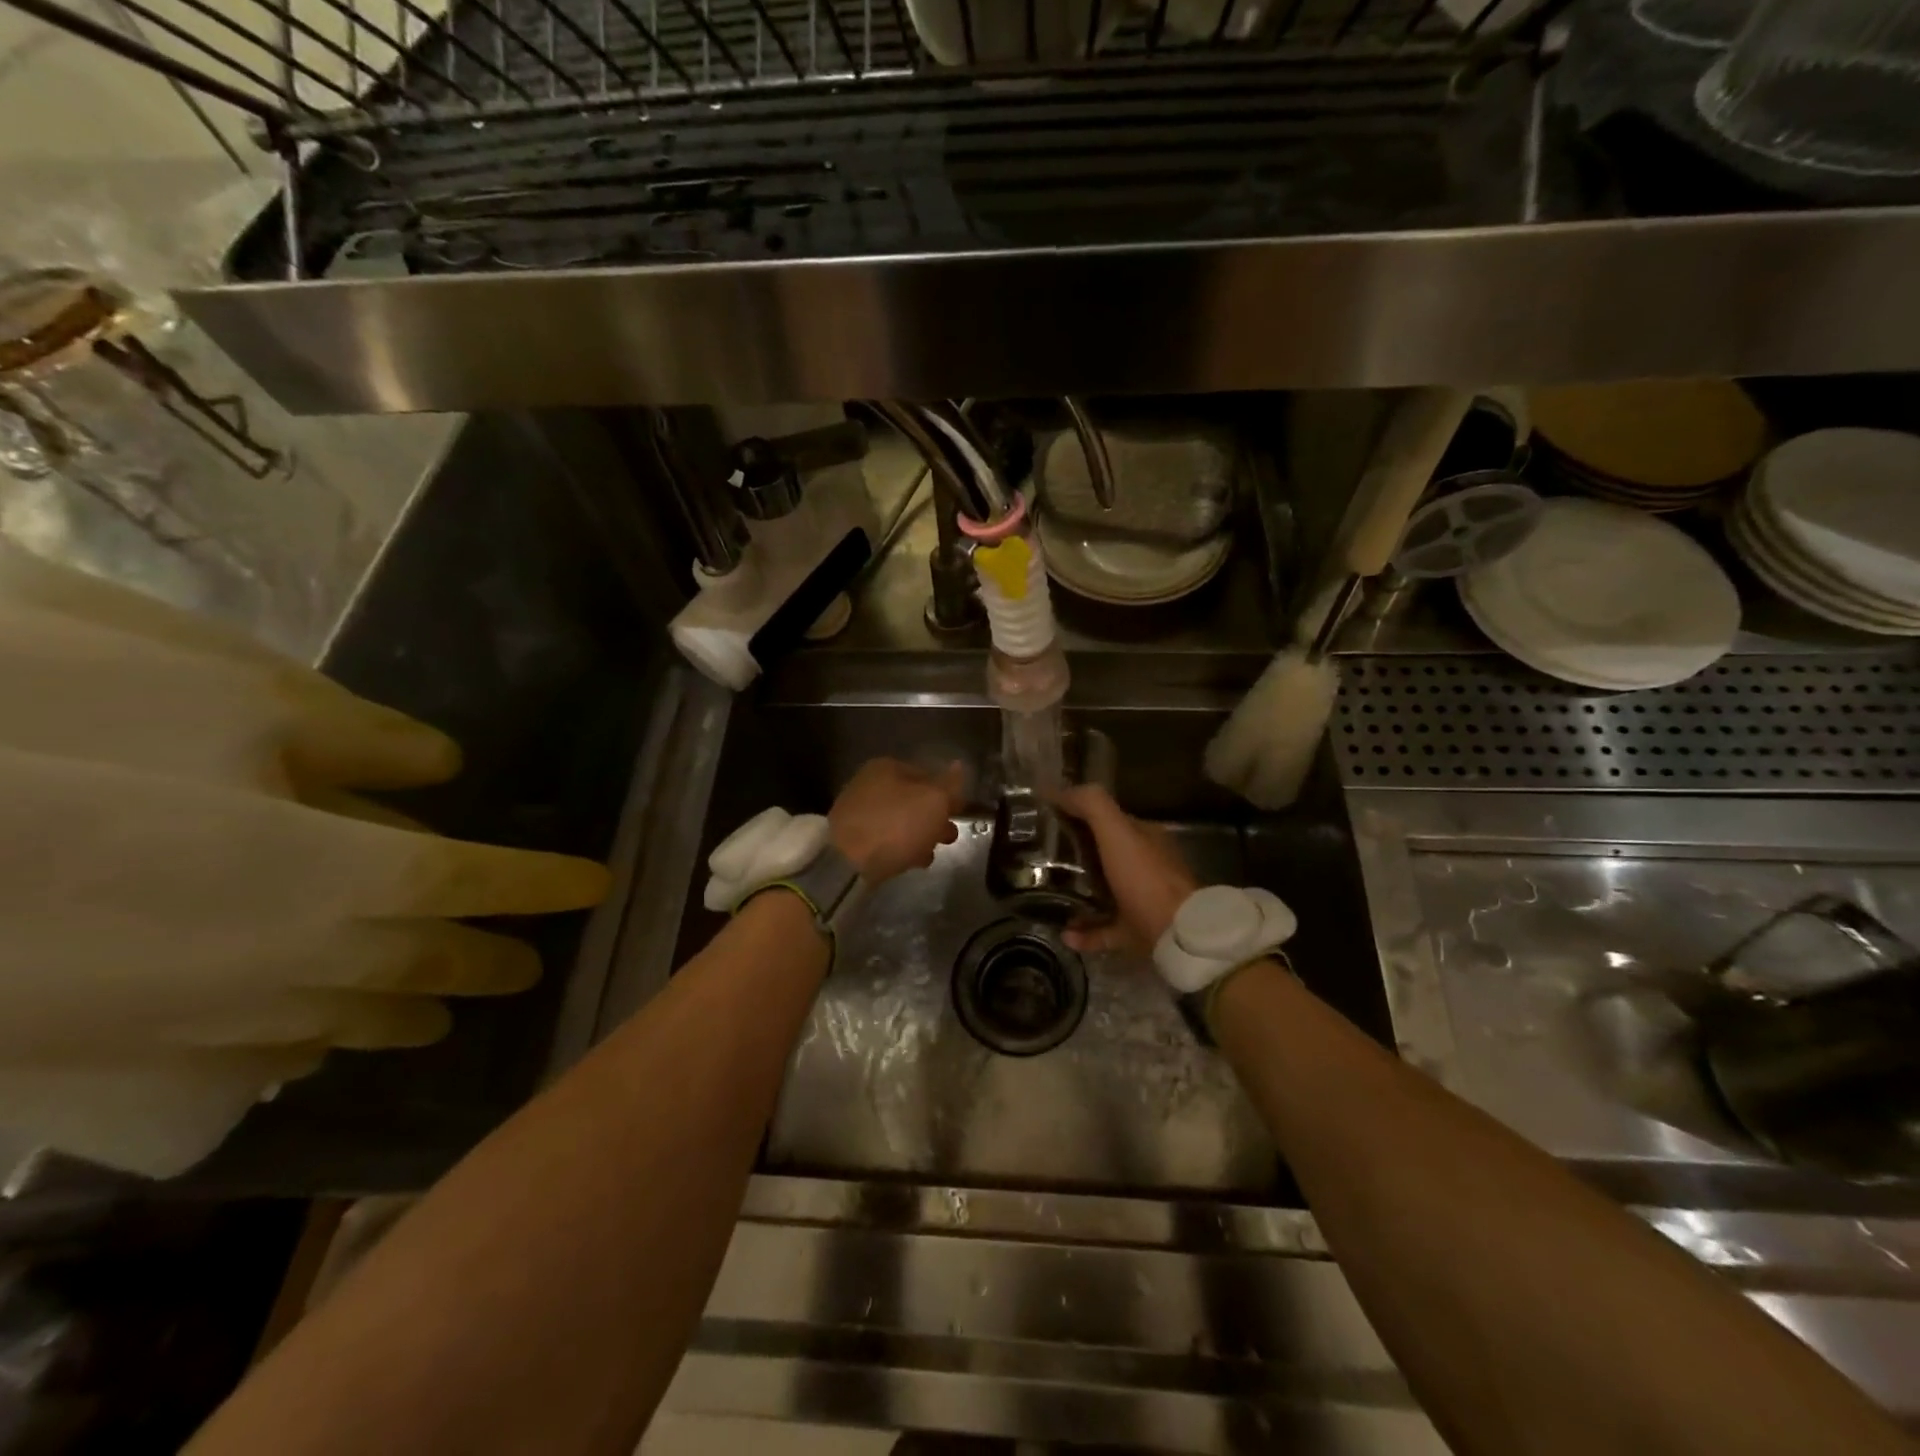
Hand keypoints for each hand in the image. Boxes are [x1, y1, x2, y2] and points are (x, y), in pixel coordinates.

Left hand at [830, 758, 963, 884]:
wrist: (848, 862)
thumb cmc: (896, 825)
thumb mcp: (934, 801)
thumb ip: (950, 785)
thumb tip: (959, 766)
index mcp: (887, 767)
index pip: (928, 775)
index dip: (947, 794)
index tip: (959, 813)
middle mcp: (869, 783)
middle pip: (913, 800)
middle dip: (934, 818)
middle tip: (948, 837)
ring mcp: (858, 811)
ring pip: (900, 821)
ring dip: (919, 835)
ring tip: (930, 854)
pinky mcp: (852, 838)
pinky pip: (885, 838)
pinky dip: (900, 847)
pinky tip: (911, 861)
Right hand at [1051, 784, 1197, 954]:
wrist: (1178, 935)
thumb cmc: (1145, 877)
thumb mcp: (1117, 831)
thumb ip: (1090, 805)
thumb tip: (1055, 790)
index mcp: (1145, 838)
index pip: (1109, 821)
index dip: (1079, 817)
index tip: (1048, 823)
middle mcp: (1146, 867)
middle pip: (1105, 857)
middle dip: (1076, 858)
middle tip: (1042, 861)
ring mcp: (1144, 901)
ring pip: (1105, 894)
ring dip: (1079, 895)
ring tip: (1050, 898)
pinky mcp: (1139, 933)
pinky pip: (1106, 930)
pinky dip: (1085, 932)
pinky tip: (1065, 934)